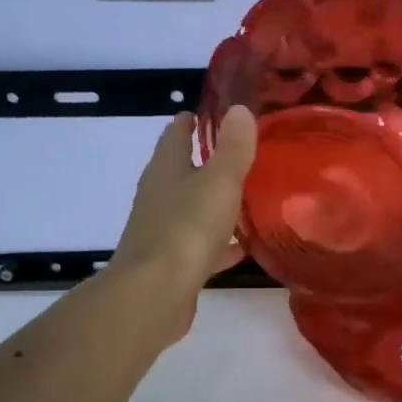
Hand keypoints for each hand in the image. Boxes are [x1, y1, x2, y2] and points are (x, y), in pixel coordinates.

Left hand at [104, 106, 256, 337]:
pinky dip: (219, 243)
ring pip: (192, 209)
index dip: (192, 121)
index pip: (176, 135)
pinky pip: (201, 245)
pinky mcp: (173, 263)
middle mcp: (159, 196)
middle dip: (206, 162)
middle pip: (182, 171)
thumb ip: (232, 148)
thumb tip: (238, 109)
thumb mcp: (218, 181)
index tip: (212, 113)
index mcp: (166, 170)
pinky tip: (241, 248)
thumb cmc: (186, 229)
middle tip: (240, 154)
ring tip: (246, 198)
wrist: (155, 293)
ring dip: (213, 203)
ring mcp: (163, 231)